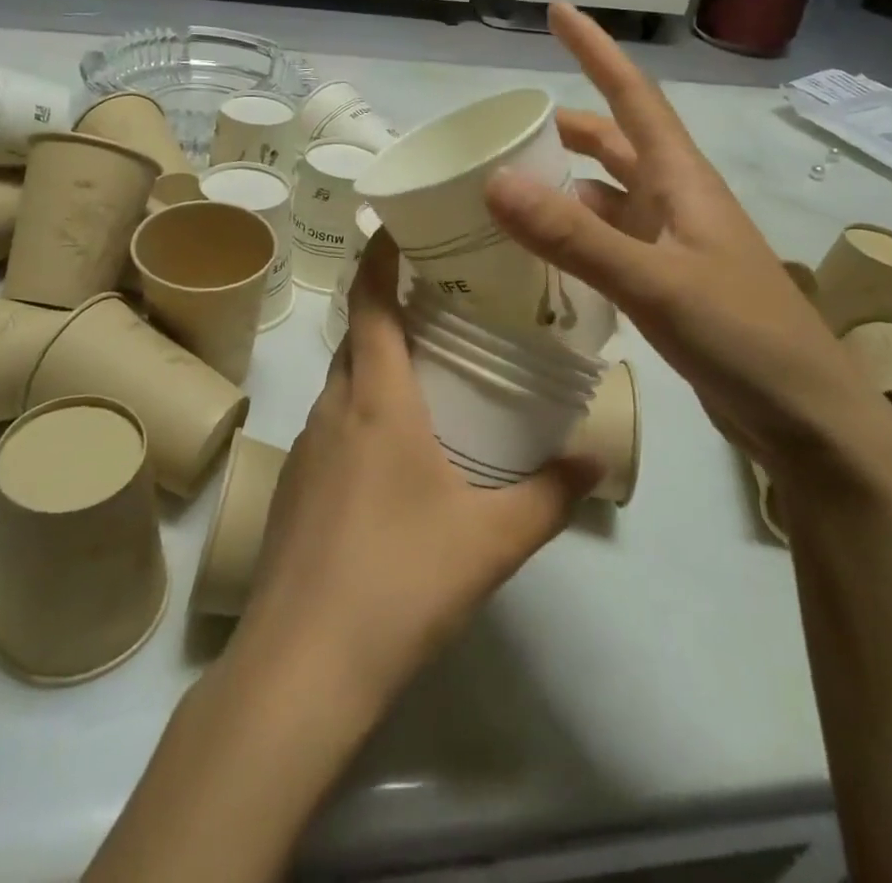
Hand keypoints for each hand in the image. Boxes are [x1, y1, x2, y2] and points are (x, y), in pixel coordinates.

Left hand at [235, 231, 598, 708]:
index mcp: (375, 400)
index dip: (379, 258)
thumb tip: (597, 456)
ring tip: (423, 371)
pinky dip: (359, 412)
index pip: (370, 303)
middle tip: (437, 301)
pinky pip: (330, 426)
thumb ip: (550, 494)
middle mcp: (332, 409)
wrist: (302, 667)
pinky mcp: (293, 489)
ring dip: (373, 364)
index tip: (396, 225)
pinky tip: (391, 455)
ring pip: (340, 383)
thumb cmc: (400, 579)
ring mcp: (305, 450)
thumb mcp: (492, 538)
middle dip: (387, 309)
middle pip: (355, 338)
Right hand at [484, 4, 891, 483]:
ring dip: (567, 183)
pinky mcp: (669, 283)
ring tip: (511, 189)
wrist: (808, 420)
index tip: (558, 11)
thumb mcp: (655, 283)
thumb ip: (574, 236)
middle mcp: (678, 201)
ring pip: (610, 195)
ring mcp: (674, 244)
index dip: (596, 50)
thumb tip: (496, 181)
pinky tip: (545, 254)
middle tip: (509, 127)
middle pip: (617, 143)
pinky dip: (575, 235)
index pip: (634, 96)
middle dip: (567, 126)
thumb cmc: (744, 337)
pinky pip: (610, 241)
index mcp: (682, 180)